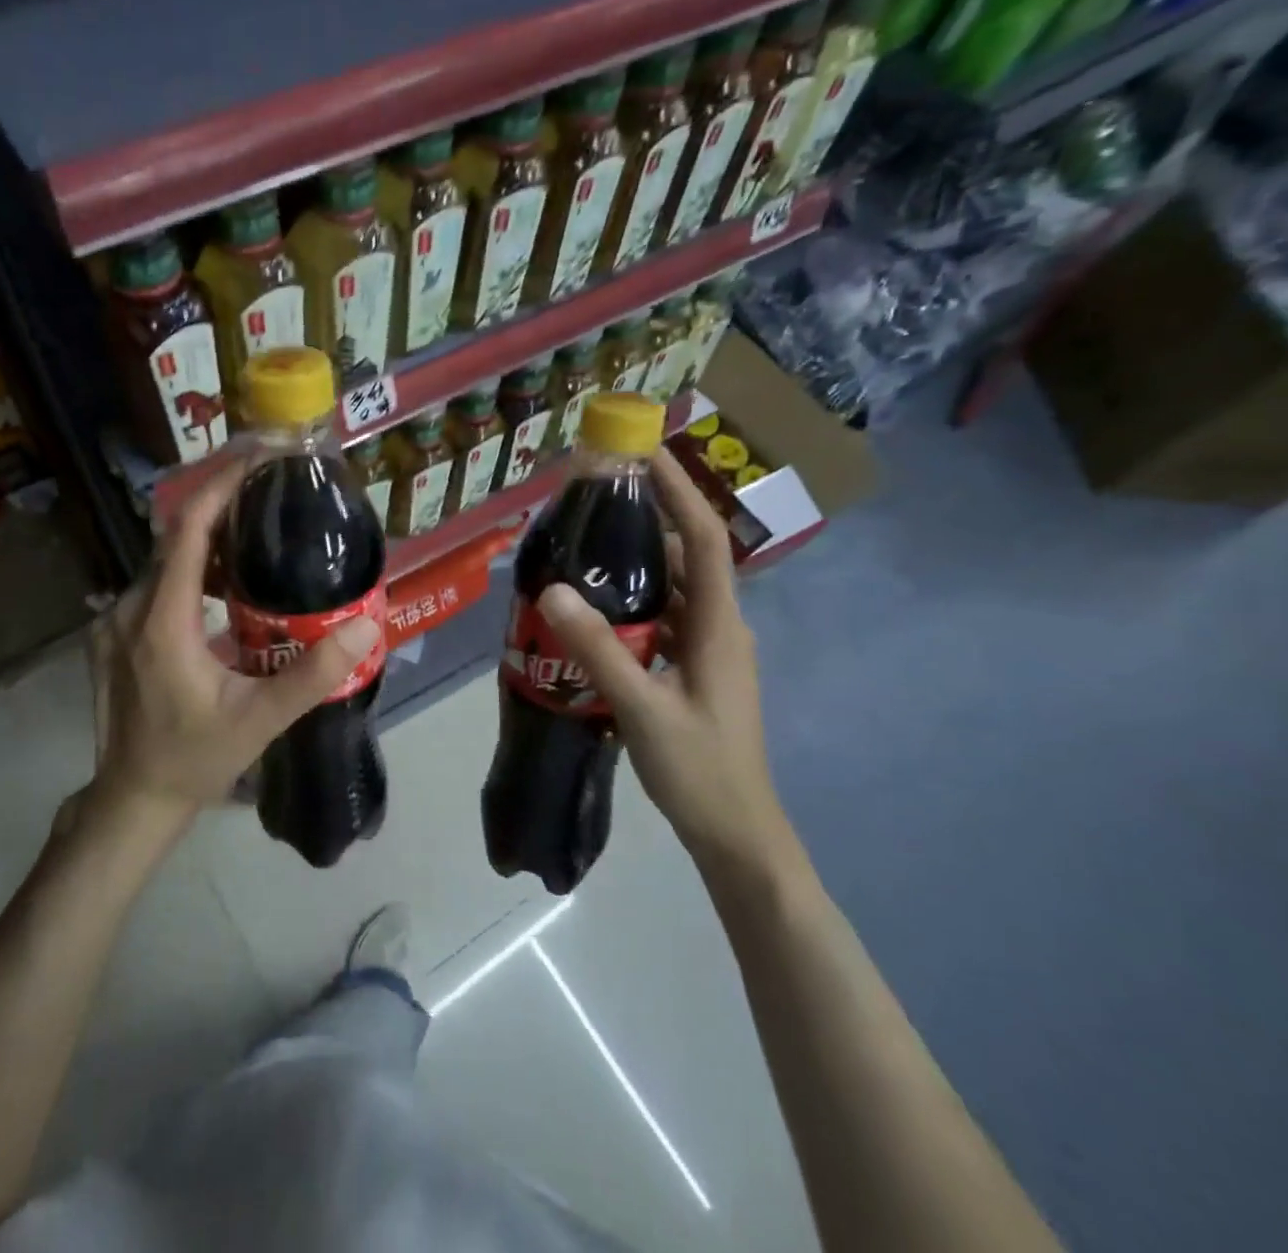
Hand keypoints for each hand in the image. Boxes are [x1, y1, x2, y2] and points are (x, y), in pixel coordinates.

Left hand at [84, 461, 381, 827]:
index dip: (221, 486)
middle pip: (175, 536)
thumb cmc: (195, 758)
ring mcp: (115, 621)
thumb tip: (365, 625)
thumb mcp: (260, 720)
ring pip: (164, 560)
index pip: (188, 529)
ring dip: (208, 538)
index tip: (259, 458)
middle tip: (271, 488)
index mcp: (163, 620)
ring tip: (257, 528)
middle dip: (220, 503)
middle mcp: (131, 608)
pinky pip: (154, 583)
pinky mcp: (113, 634)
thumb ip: (312, 674)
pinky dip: (191, 567)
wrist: (133, 798)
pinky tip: (225, 581)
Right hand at [538, 448, 797, 879]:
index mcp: (718, 625)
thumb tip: (551, 590)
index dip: (679, 491)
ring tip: (583, 545)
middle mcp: (719, 626)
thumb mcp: (641, 709)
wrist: (736, 833)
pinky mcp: (692, 669)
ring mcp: (707, 648)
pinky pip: (661, 618)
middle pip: (685, 556)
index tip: (644, 453)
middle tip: (593, 499)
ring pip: (670, 588)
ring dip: (634, 563)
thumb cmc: (699, 770)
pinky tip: (592, 610)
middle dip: (647, 519)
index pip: (703, 539)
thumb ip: (597, 651)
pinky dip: (631, 602)